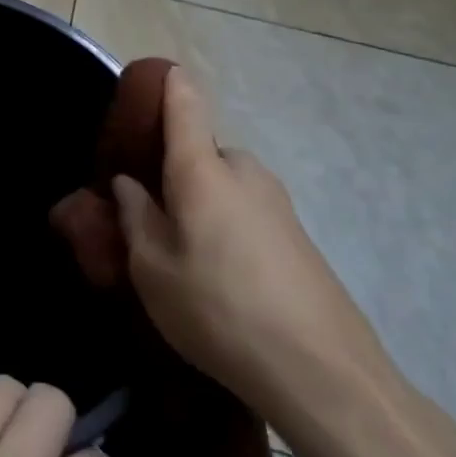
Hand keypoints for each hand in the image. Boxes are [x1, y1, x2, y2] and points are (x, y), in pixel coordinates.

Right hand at [53, 66, 391, 438]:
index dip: (166, 84)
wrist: (324, 374)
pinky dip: (225, 226)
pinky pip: (247, 211)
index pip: (185, 102)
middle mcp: (243, 172)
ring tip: (180, 253)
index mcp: (202, 169)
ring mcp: (278, 204)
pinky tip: (219, 276)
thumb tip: (130, 185)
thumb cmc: (218, 310)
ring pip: (223, 185)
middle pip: (200, 152)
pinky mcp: (298, 236)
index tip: (144, 82)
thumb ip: (135, 217)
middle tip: (147, 212)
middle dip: (172, 171)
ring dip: (199, 203)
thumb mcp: (151, 269)